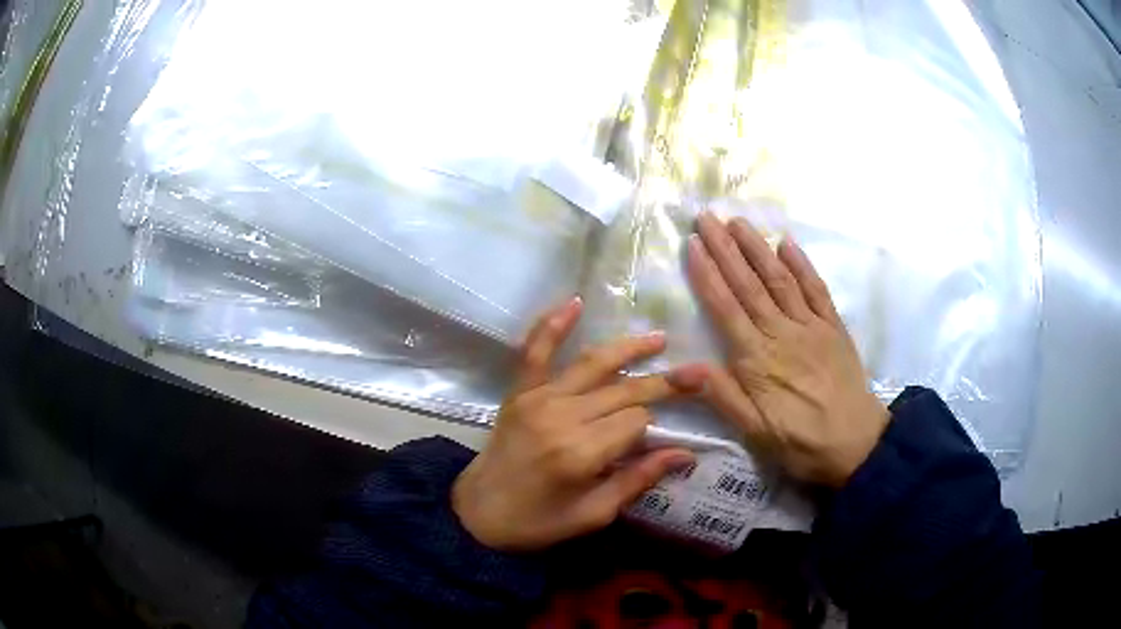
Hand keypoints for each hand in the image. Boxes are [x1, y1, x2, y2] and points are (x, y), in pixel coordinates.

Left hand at [452, 298, 697, 551]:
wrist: (477, 513)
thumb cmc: (538, 523)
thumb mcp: (593, 514)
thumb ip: (638, 480)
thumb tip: (687, 454)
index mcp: (581, 453)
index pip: (637, 422)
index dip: (651, 429)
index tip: (651, 442)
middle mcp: (562, 417)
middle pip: (623, 390)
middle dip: (661, 383)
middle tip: (696, 375)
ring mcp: (538, 398)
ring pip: (593, 364)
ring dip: (628, 348)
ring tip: (658, 339)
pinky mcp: (519, 392)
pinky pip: (535, 351)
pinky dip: (553, 325)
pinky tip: (575, 302)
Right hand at [687, 212, 888, 486]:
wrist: (856, 444)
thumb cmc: (800, 442)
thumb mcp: (754, 432)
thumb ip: (720, 395)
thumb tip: (680, 368)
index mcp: (758, 359)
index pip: (726, 307)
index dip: (707, 274)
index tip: (693, 244)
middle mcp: (782, 333)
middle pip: (749, 284)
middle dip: (726, 248)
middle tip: (707, 217)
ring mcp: (811, 326)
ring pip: (780, 279)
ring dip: (758, 248)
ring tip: (738, 221)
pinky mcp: (834, 328)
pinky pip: (817, 290)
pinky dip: (802, 265)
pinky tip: (788, 244)